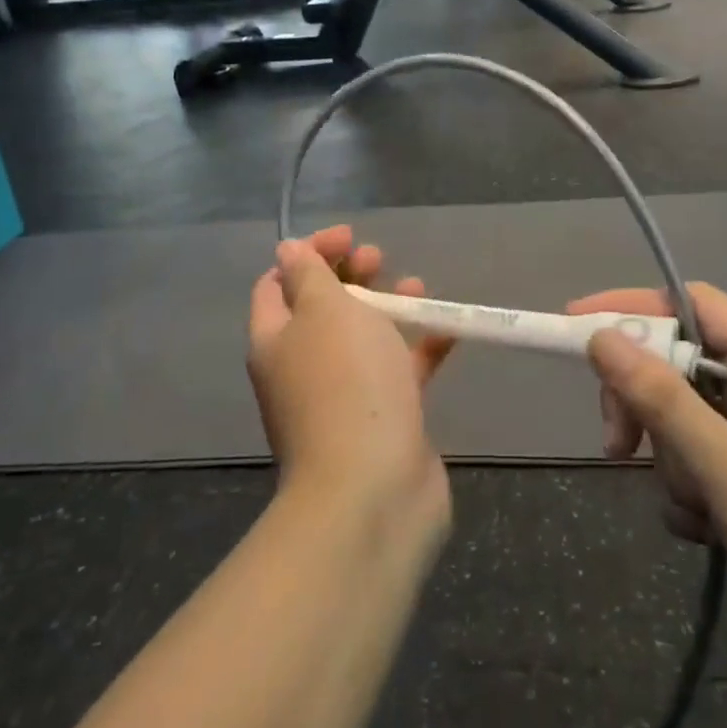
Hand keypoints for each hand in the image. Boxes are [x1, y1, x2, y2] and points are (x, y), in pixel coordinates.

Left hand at [250, 226, 454, 530]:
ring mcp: (343, 396)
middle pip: (323, 308)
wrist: (374, 490)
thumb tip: (288, 250)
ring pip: (364, 338)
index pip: (277, 284)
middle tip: (379, 260)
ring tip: (417, 289)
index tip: (349, 237)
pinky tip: (450, 330)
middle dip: (352, 276)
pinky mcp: (383, 419)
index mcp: (276, 340)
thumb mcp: (325, 311)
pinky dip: (421, 347)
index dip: (309, 253)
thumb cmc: (346, 384)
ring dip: (389, 307)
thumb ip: (310, 275)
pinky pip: (401, 371)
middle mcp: (303, 367)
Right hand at [570, 283, 726, 701]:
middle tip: (617, 446)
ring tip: (701, 515)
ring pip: (692, 420)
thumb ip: (664, 401)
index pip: (695, 305)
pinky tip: (711, 535)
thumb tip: (601, 337)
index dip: (633, 309)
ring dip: (676, 462)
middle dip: (649, 404)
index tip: (574, 327)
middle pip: (686, 365)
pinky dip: (697, 492)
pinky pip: (712, 463)